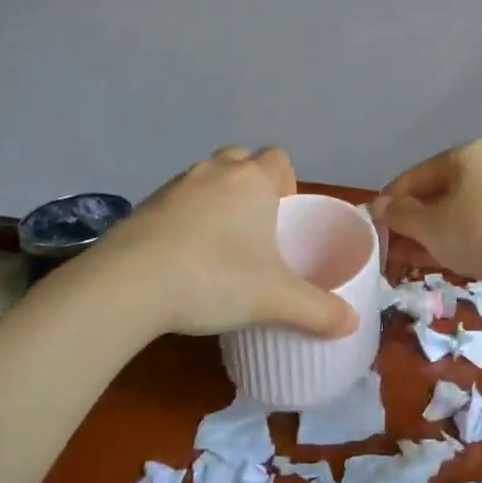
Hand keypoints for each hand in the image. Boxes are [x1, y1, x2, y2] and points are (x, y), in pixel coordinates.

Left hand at [73, 147, 359, 340]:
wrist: (128, 284)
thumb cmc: (213, 277)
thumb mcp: (273, 299)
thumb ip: (317, 310)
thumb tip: (353, 324)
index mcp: (253, 181)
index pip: (278, 158)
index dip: (286, 180)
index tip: (283, 213)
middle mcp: (216, 172)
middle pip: (241, 160)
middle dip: (251, 184)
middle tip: (254, 226)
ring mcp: (176, 184)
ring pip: (206, 178)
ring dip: (216, 199)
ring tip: (218, 243)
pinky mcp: (144, 204)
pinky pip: (176, 200)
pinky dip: (184, 217)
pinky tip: (181, 255)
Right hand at [378, 139, 481, 279]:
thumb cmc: (477, 231)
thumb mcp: (429, 224)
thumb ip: (400, 214)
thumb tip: (378, 207)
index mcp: (464, 155)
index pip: (415, 175)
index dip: (391, 199)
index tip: (372, 224)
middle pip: (436, 192)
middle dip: (410, 219)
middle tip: (388, 243)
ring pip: (454, 211)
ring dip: (428, 232)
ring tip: (403, 256)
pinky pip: (472, 226)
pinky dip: (451, 239)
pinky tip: (431, 260)